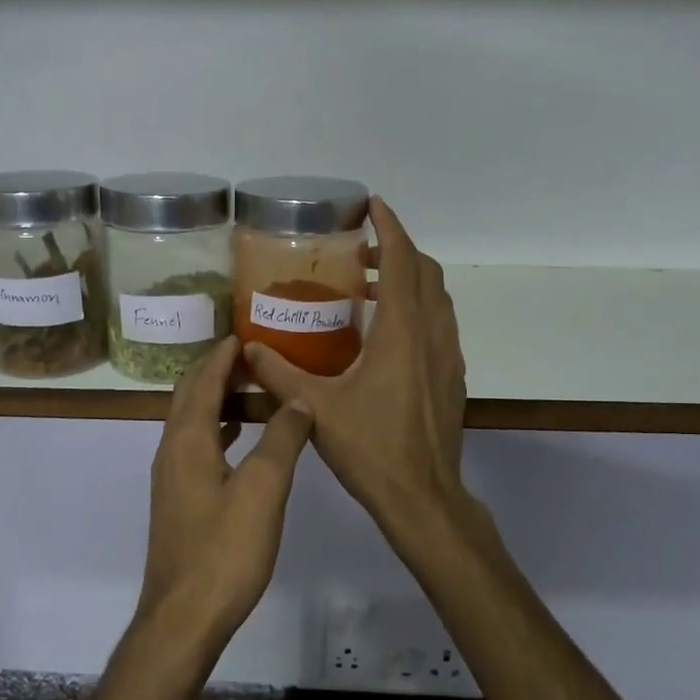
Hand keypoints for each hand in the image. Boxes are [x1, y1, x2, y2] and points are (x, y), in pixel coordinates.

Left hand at [138, 336, 314, 657]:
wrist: (184, 617)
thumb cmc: (224, 551)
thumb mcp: (263, 490)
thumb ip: (281, 439)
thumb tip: (298, 401)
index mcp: (187, 440)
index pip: (202, 380)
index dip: (222, 355)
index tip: (245, 333)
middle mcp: (172, 451)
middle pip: (189, 396)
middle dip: (216, 370)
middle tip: (252, 354)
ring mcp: (172, 478)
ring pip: (192, 422)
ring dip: (217, 399)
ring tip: (252, 388)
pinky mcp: (179, 501)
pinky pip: (197, 447)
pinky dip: (218, 429)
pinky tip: (241, 439)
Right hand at [243, 198, 468, 548]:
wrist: (423, 495)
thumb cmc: (371, 448)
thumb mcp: (316, 408)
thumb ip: (278, 374)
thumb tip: (246, 349)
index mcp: (401, 333)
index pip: (402, 261)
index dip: (390, 227)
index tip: (373, 204)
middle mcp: (432, 335)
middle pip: (425, 273)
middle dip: (397, 250)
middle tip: (359, 251)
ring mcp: (448, 356)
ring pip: (436, 299)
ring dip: (408, 280)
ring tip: (368, 286)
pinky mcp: (452, 376)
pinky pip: (439, 324)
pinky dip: (417, 308)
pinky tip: (385, 333)